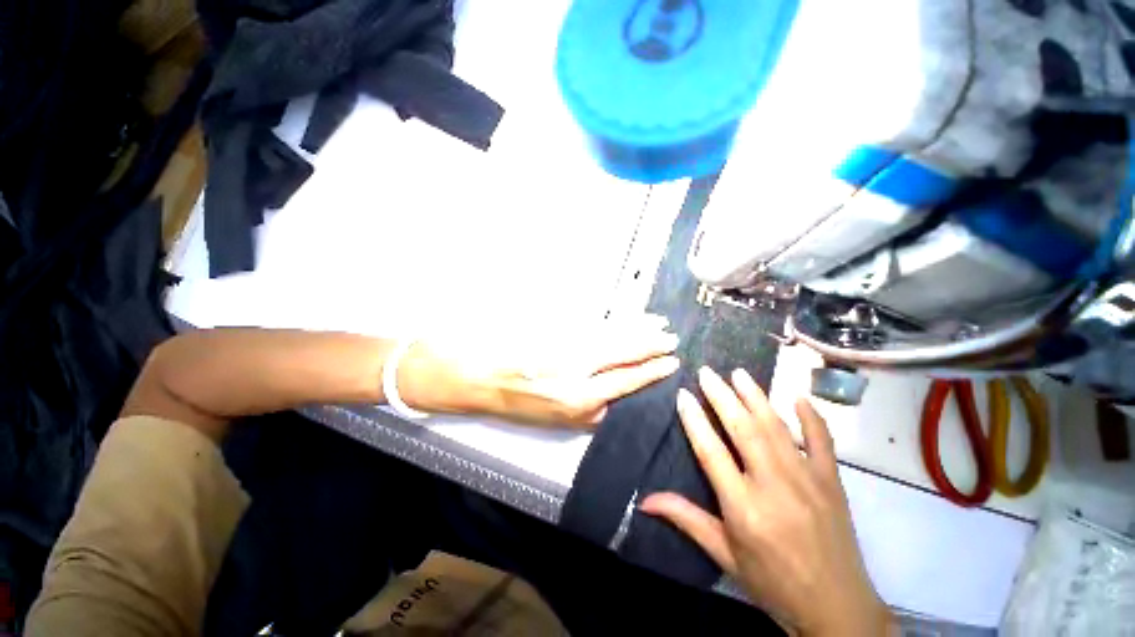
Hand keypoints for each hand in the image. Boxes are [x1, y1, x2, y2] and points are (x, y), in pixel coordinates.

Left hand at [397, 315, 679, 428]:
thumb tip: (610, 400)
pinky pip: (596, 325)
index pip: (625, 383)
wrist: (475, 375)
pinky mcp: (559, 331)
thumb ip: (584, 410)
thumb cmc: (512, 401)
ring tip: (658, 324)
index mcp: (578, 401)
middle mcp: (579, 373)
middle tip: (672, 340)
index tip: (669, 365)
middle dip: (651, 347)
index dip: (650, 373)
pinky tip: (626, 318)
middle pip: (625, 356)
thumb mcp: (551, 418)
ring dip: (637, 329)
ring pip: (613, 336)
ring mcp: (569, 348)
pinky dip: (615, 322)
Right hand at [641, 367, 889, 635]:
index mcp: (743, 507)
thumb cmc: (772, 582)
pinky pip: (822, 440)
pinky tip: (799, 397)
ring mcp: (807, 479)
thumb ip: (686, 519)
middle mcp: (774, 486)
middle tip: (707, 372)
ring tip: (738, 373)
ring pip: (776, 427)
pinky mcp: (832, 481)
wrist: (837, 608)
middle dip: (721, 396)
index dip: (694, 420)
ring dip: (755, 396)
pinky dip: (811, 416)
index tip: (682, 395)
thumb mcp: (724, 554)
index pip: (711, 451)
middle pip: (742, 429)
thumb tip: (644, 501)